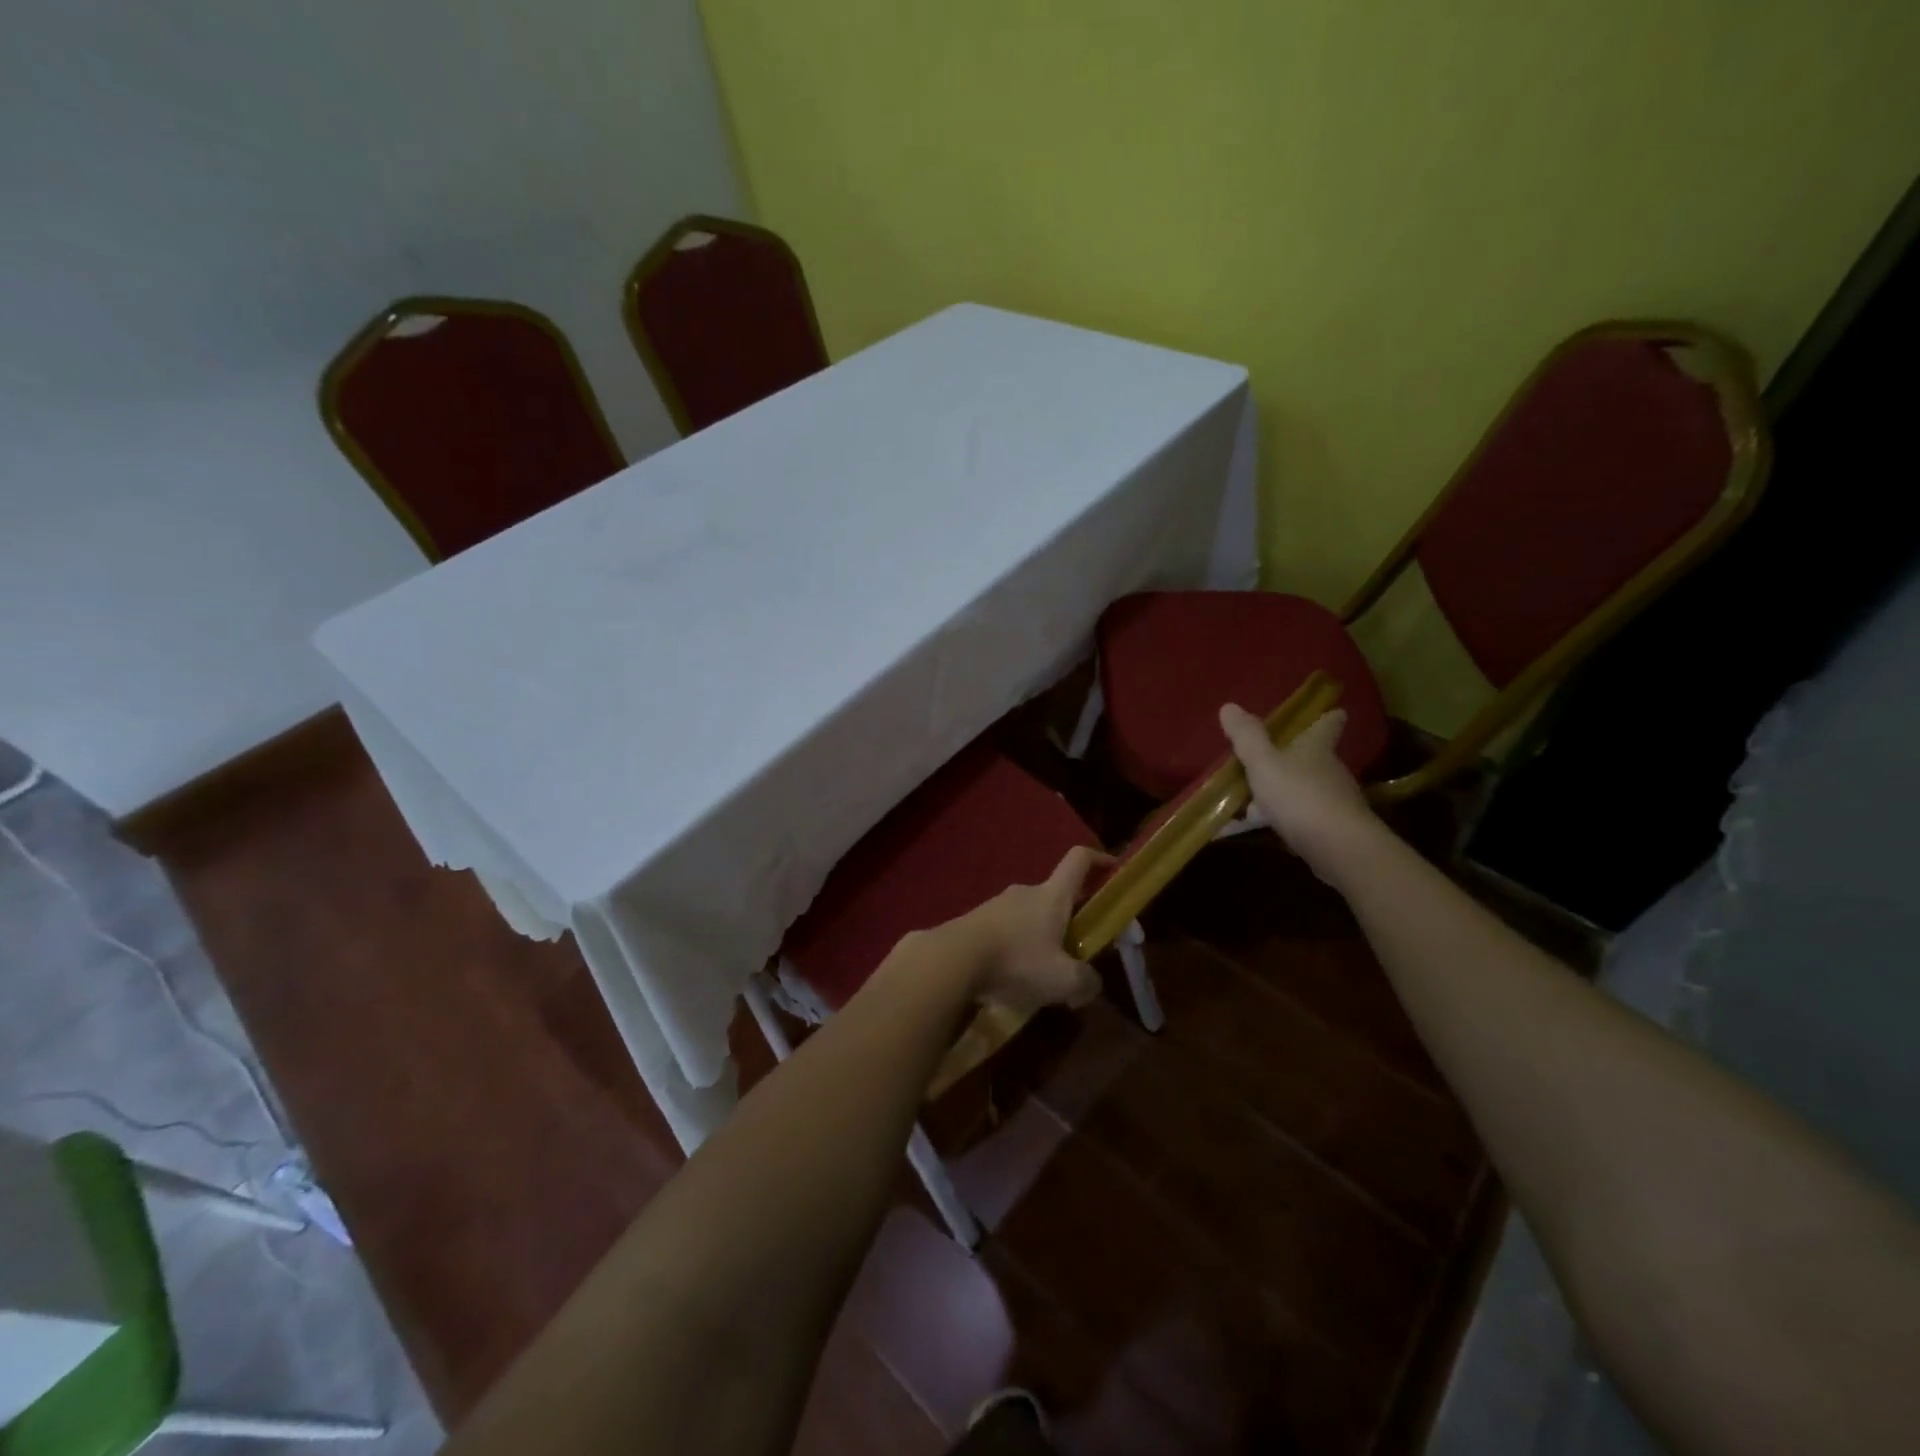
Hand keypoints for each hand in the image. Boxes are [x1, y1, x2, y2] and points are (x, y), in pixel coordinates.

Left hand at [948, 846, 1109, 1011]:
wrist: (953, 959)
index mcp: (1052, 895)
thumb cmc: (1017, 961)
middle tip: (1075, 952)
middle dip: (1069, 919)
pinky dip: (1014, 949)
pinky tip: (1010, 978)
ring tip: (1039, 974)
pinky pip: (1004, 931)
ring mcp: (996, 904)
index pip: (1079, 860)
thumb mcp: (1063, 980)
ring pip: (1028, 917)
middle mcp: (1025, 891)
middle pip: (1055, 896)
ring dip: (1039, 938)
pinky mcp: (974, 921)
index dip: (1099, 859)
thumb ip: (1086, 982)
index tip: (1113, 868)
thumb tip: (1091, 984)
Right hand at [1218, 704, 1374, 871]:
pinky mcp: (1329, 830)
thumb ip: (1247, 738)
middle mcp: (1329, 770)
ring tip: (1250, 797)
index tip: (1329, 711)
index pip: (1328, 724)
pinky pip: (1298, 817)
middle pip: (1314, 757)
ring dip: (1283, 790)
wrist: (1338, 848)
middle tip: (1266, 755)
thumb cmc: (1299, 796)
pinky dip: (1279, 819)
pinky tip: (1254, 827)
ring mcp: (1332, 801)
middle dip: (1294, 756)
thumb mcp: (1264, 763)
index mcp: (1316, 748)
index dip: (1326, 717)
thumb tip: (1229, 706)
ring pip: (1304, 788)